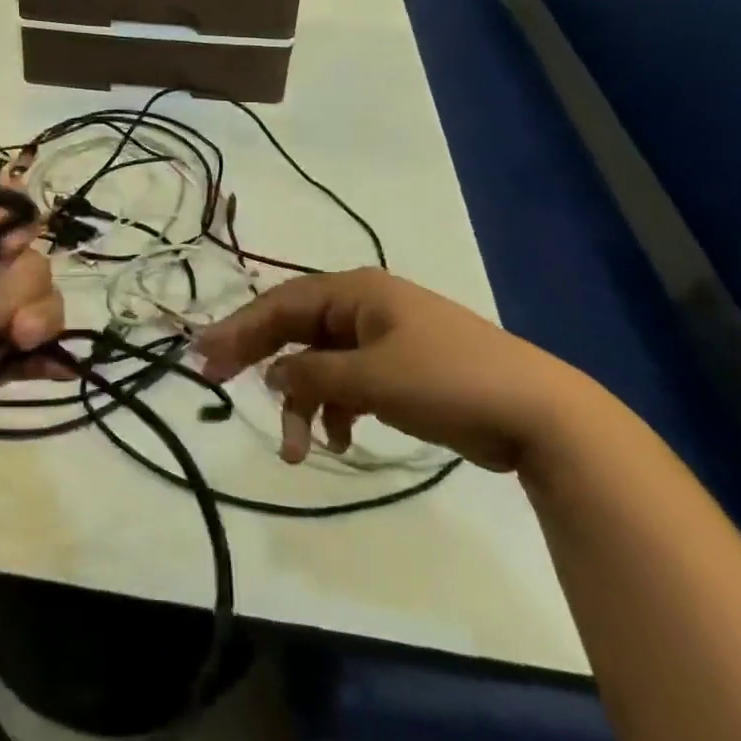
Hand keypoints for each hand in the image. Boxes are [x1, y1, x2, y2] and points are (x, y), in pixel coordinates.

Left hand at [0, 173, 64, 492]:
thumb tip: (1, 193)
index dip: (11, 225)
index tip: (19, 238)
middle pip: (15, 264)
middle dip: (22, 280)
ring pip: (23, 307)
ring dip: (37, 313)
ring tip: (18, 337)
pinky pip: (11, 361)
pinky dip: (42, 358)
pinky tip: (58, 364)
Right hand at [195, 268, 581, 472]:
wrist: (536, 413)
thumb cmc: (448, 379)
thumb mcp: (373, 377)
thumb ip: (315, 377)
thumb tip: (272, 376)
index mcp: (355, 292)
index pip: (282, 304)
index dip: (239, 327)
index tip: (203, 353)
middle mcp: (362, 308)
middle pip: (295, 329)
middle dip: (259, 358)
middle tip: (216, 380)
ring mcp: (381, 340)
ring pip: (320, 364)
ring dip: (303, 402)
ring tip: (296, 448)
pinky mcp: (398, 372)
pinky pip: (348, 384)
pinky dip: (336, 410)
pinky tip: (339, 441)